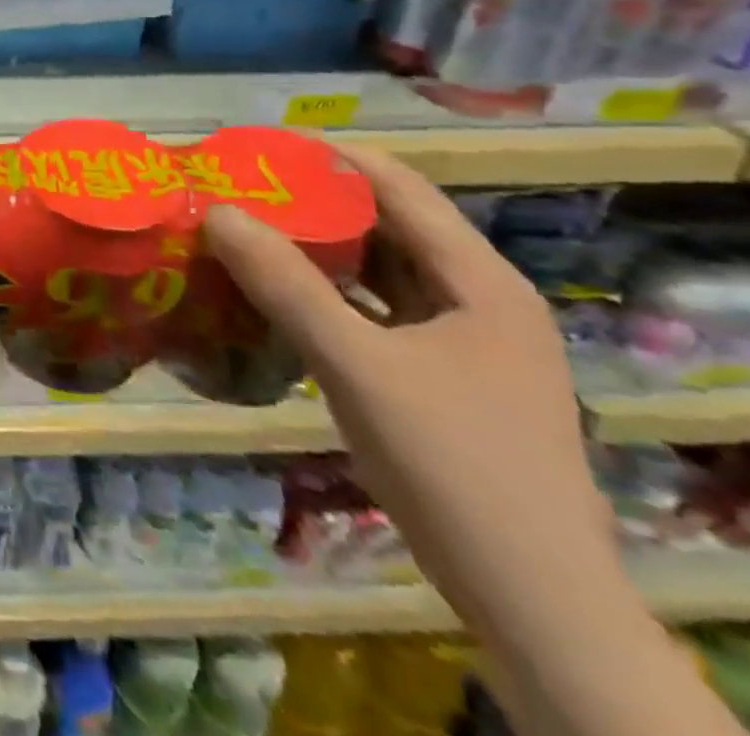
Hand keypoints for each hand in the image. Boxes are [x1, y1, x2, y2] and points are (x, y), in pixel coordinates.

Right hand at [203, 144, 611, 625]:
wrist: (531, 601)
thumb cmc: (453, 464)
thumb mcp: (358, 366)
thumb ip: (286, 286)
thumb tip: (217, 212)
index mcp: (479, 281)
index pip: (400, 187)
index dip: (331, 158)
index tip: (260, 149)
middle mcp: (475, 299)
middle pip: (388, 227)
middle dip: (313, 203)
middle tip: (240, 190)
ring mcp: (460, 342)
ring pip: (378, 272)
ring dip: (317, 251)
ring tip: (246, 231)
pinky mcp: (438, 377)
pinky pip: (373, 313)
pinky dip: (327, 296)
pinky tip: (276, 295)